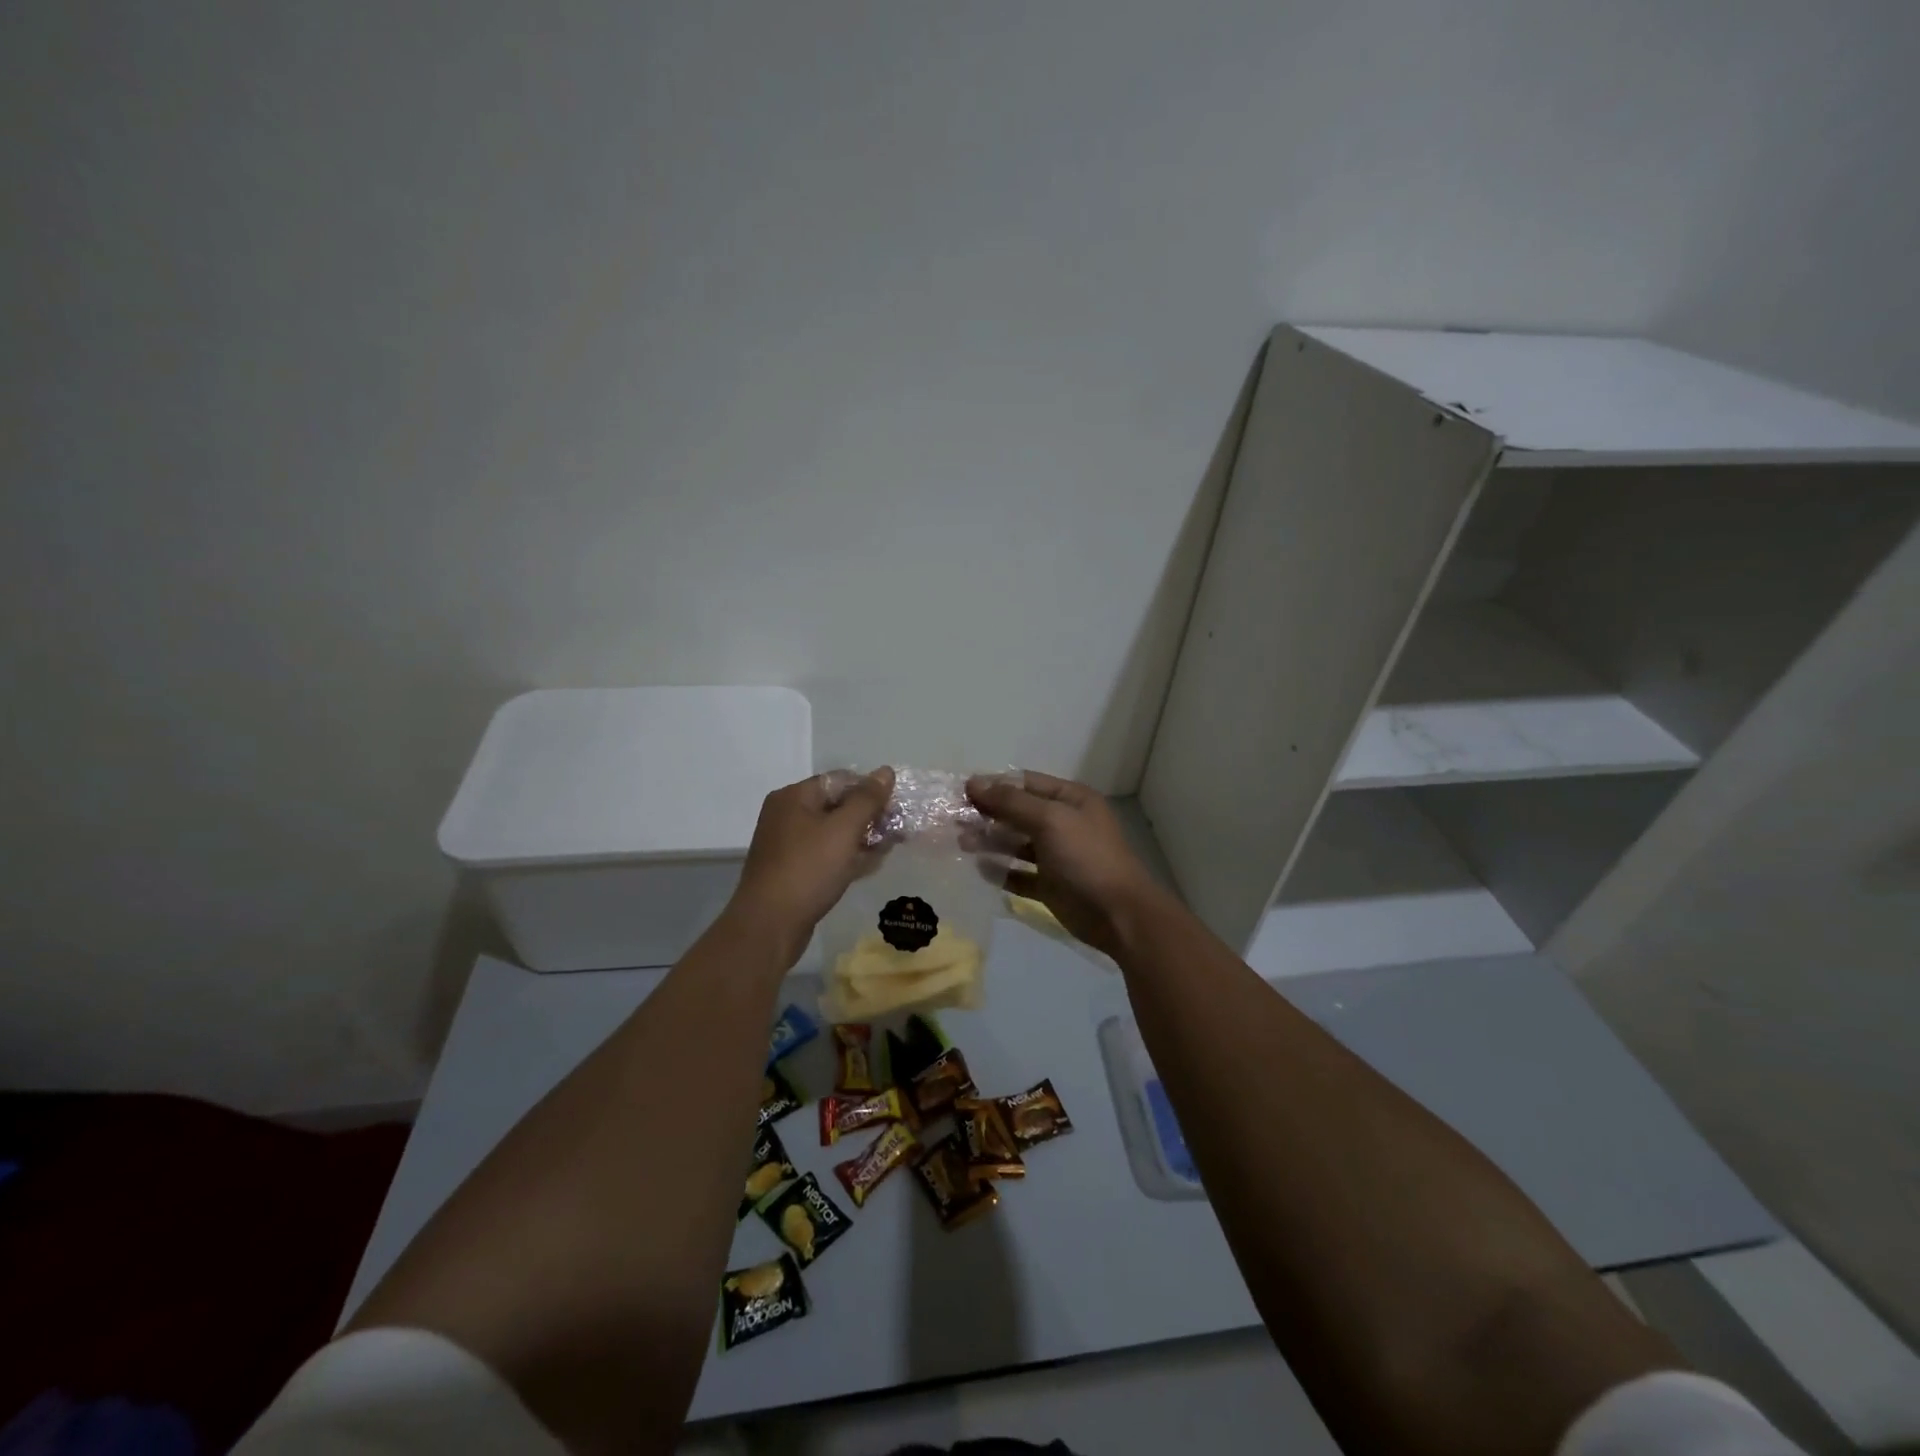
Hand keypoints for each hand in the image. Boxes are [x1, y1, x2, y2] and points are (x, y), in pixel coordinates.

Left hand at [730, 768, 894, 952]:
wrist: (769, 925)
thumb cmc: (808, 870)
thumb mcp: (843, 830)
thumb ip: (867, 800)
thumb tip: (885, 771)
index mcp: (795, 797)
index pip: (841, 780)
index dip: (871, 791)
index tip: (896, 809)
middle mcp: (788, 814)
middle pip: (837, 805)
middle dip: (869, 817)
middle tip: (897, 832)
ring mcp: (788, 844)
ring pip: (833, 832)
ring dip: (862, 838)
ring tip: (888, 850)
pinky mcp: (792, 870)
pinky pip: (826, 854)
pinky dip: (847, 856)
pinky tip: (869, 866)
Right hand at [966, 770, 1165, 958]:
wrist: (1119, 915)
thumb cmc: (1086, 858)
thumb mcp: (1050, 820)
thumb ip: (1011, 802)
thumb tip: (974, 782)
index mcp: (1070, 800)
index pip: (1025, 783)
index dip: (994, 785)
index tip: (961, 792)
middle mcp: (1064, 823)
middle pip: (1018, 813)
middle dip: (988, 814)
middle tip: (954, 820)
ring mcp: (1058, 856)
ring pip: (1017, 843)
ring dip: (990, 841)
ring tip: (961, 843)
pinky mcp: (1051, 886)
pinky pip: (1021, 874)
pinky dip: (1002, 871)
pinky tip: (981, 869)